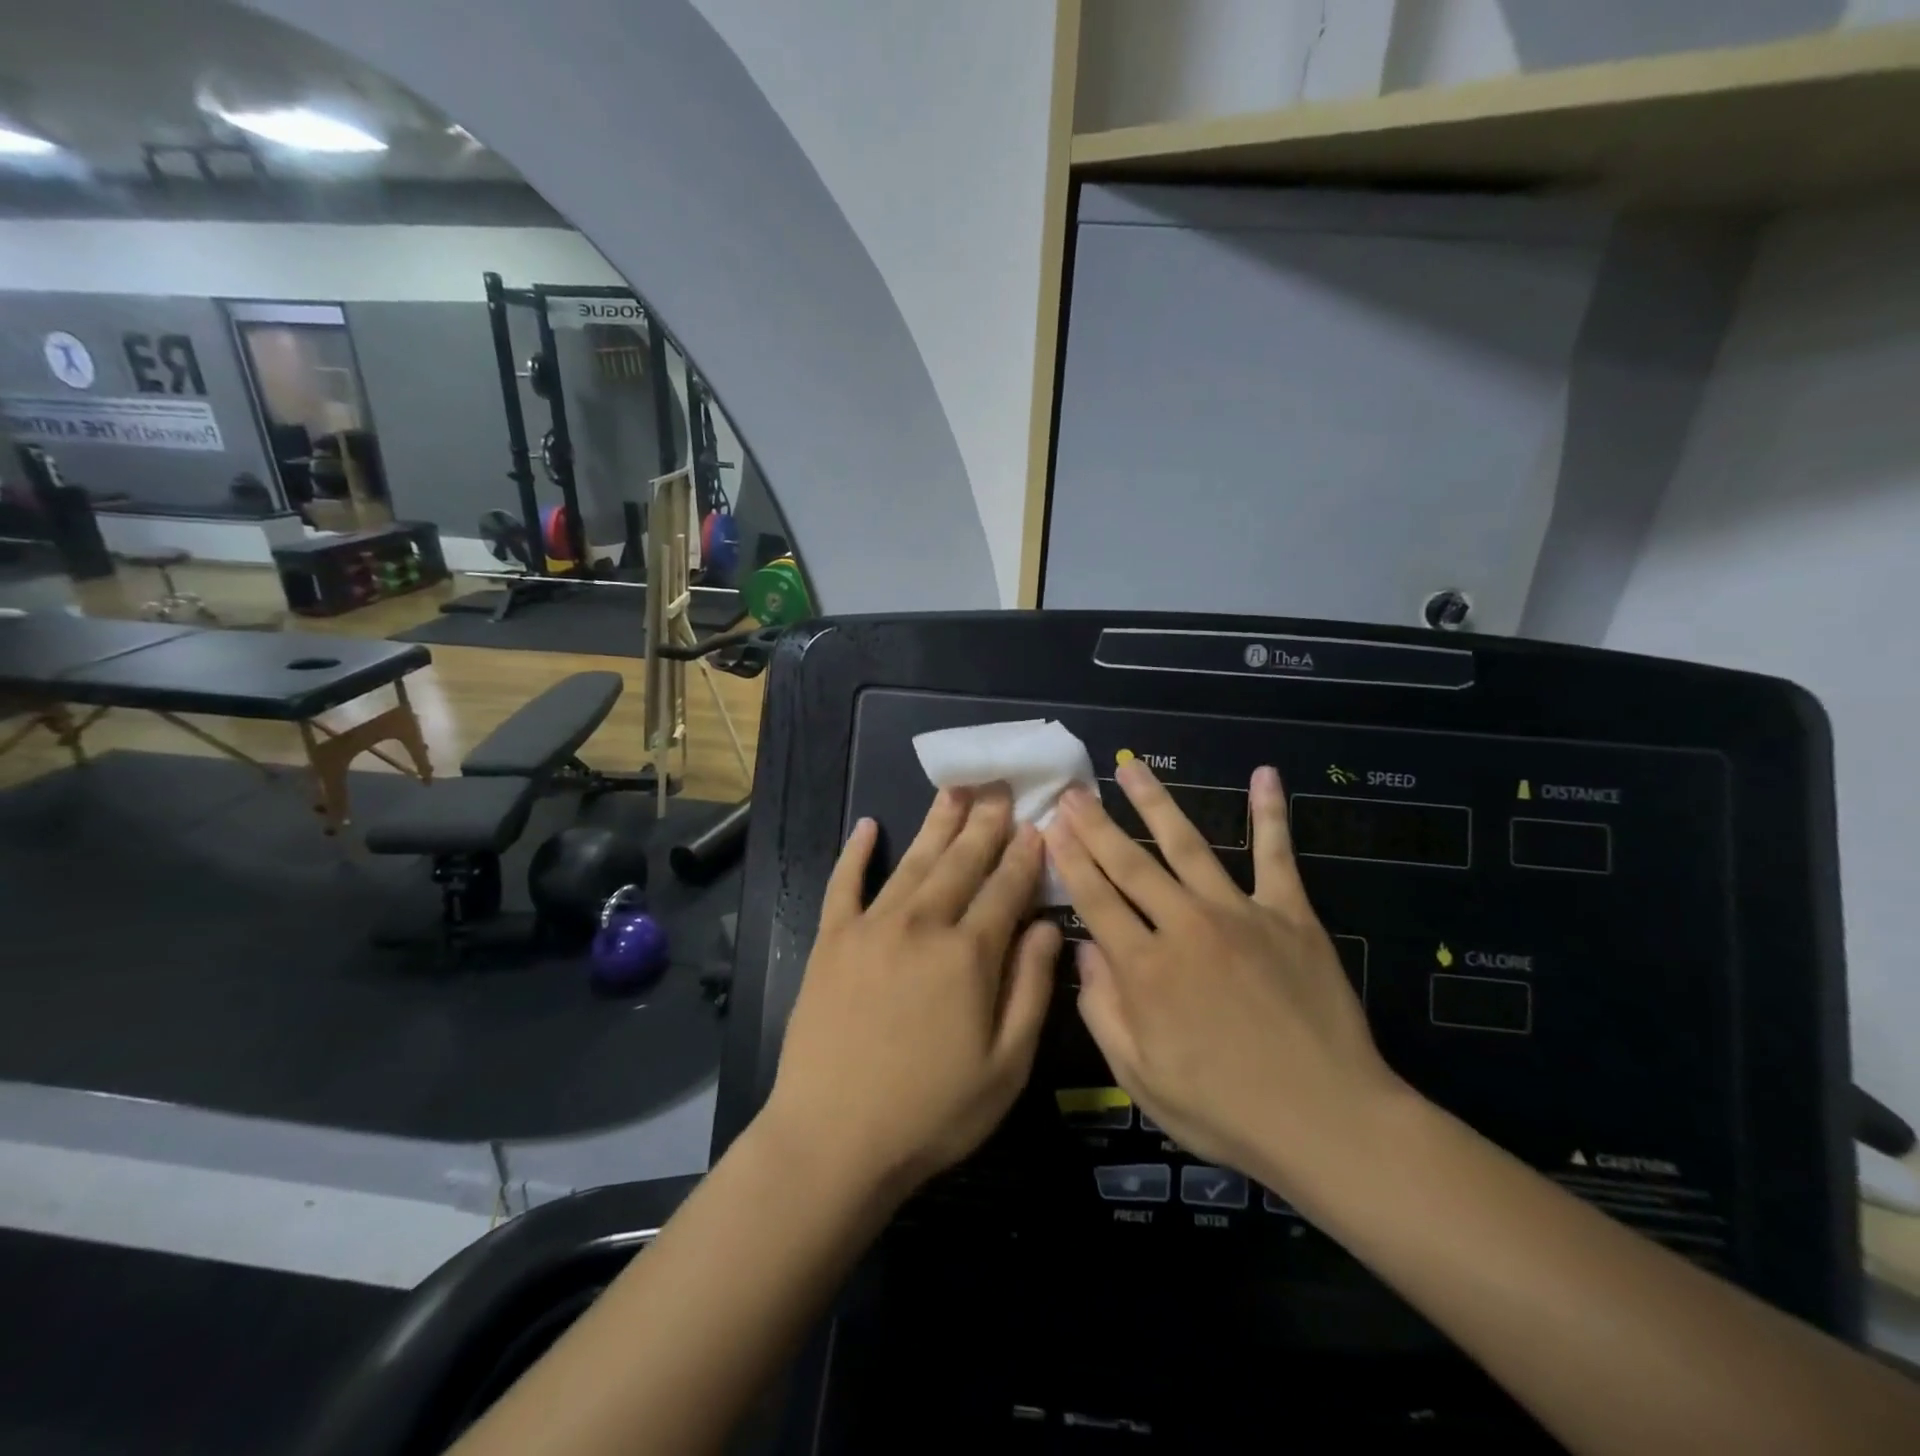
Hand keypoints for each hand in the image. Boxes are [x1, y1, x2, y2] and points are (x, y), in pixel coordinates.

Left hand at [762, 787, 1062, 1200]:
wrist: (832, 1140)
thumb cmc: (932, 1112)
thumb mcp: (1007, 1066)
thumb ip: (1032, 988)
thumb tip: (1048, 925)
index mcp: (969, 955)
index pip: (1006, 889)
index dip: (1024, 855)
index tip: (1037, 823)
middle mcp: (922, 925)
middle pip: (961, 862)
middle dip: (986, 823)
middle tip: (1000, 787)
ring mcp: (871, 927)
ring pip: (913, 862)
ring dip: (936, 823)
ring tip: (955, 789)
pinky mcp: (831, 940)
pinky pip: (844, 884)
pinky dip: (856, 853)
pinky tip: (867, 826)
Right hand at [1045, 762, 1403, 1195]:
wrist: (1327, 1122)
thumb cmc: (1224, 1110)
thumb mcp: (1140, 1078)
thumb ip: (1102, 1011)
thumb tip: (1082, 953)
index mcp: (1145, 968)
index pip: (1094, 899)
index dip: (1069, 859)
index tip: (1051, 824)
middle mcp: (1185, 927)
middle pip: (1130, 864)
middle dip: (1096, 824)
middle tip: (1074, 790)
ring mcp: (1240, 914)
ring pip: (1187, 844)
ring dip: (1155, 803)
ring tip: (1132, 767)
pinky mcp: (1290, 915)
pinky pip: (1277, 855)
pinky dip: (1271, 814)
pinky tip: (1265, 775)